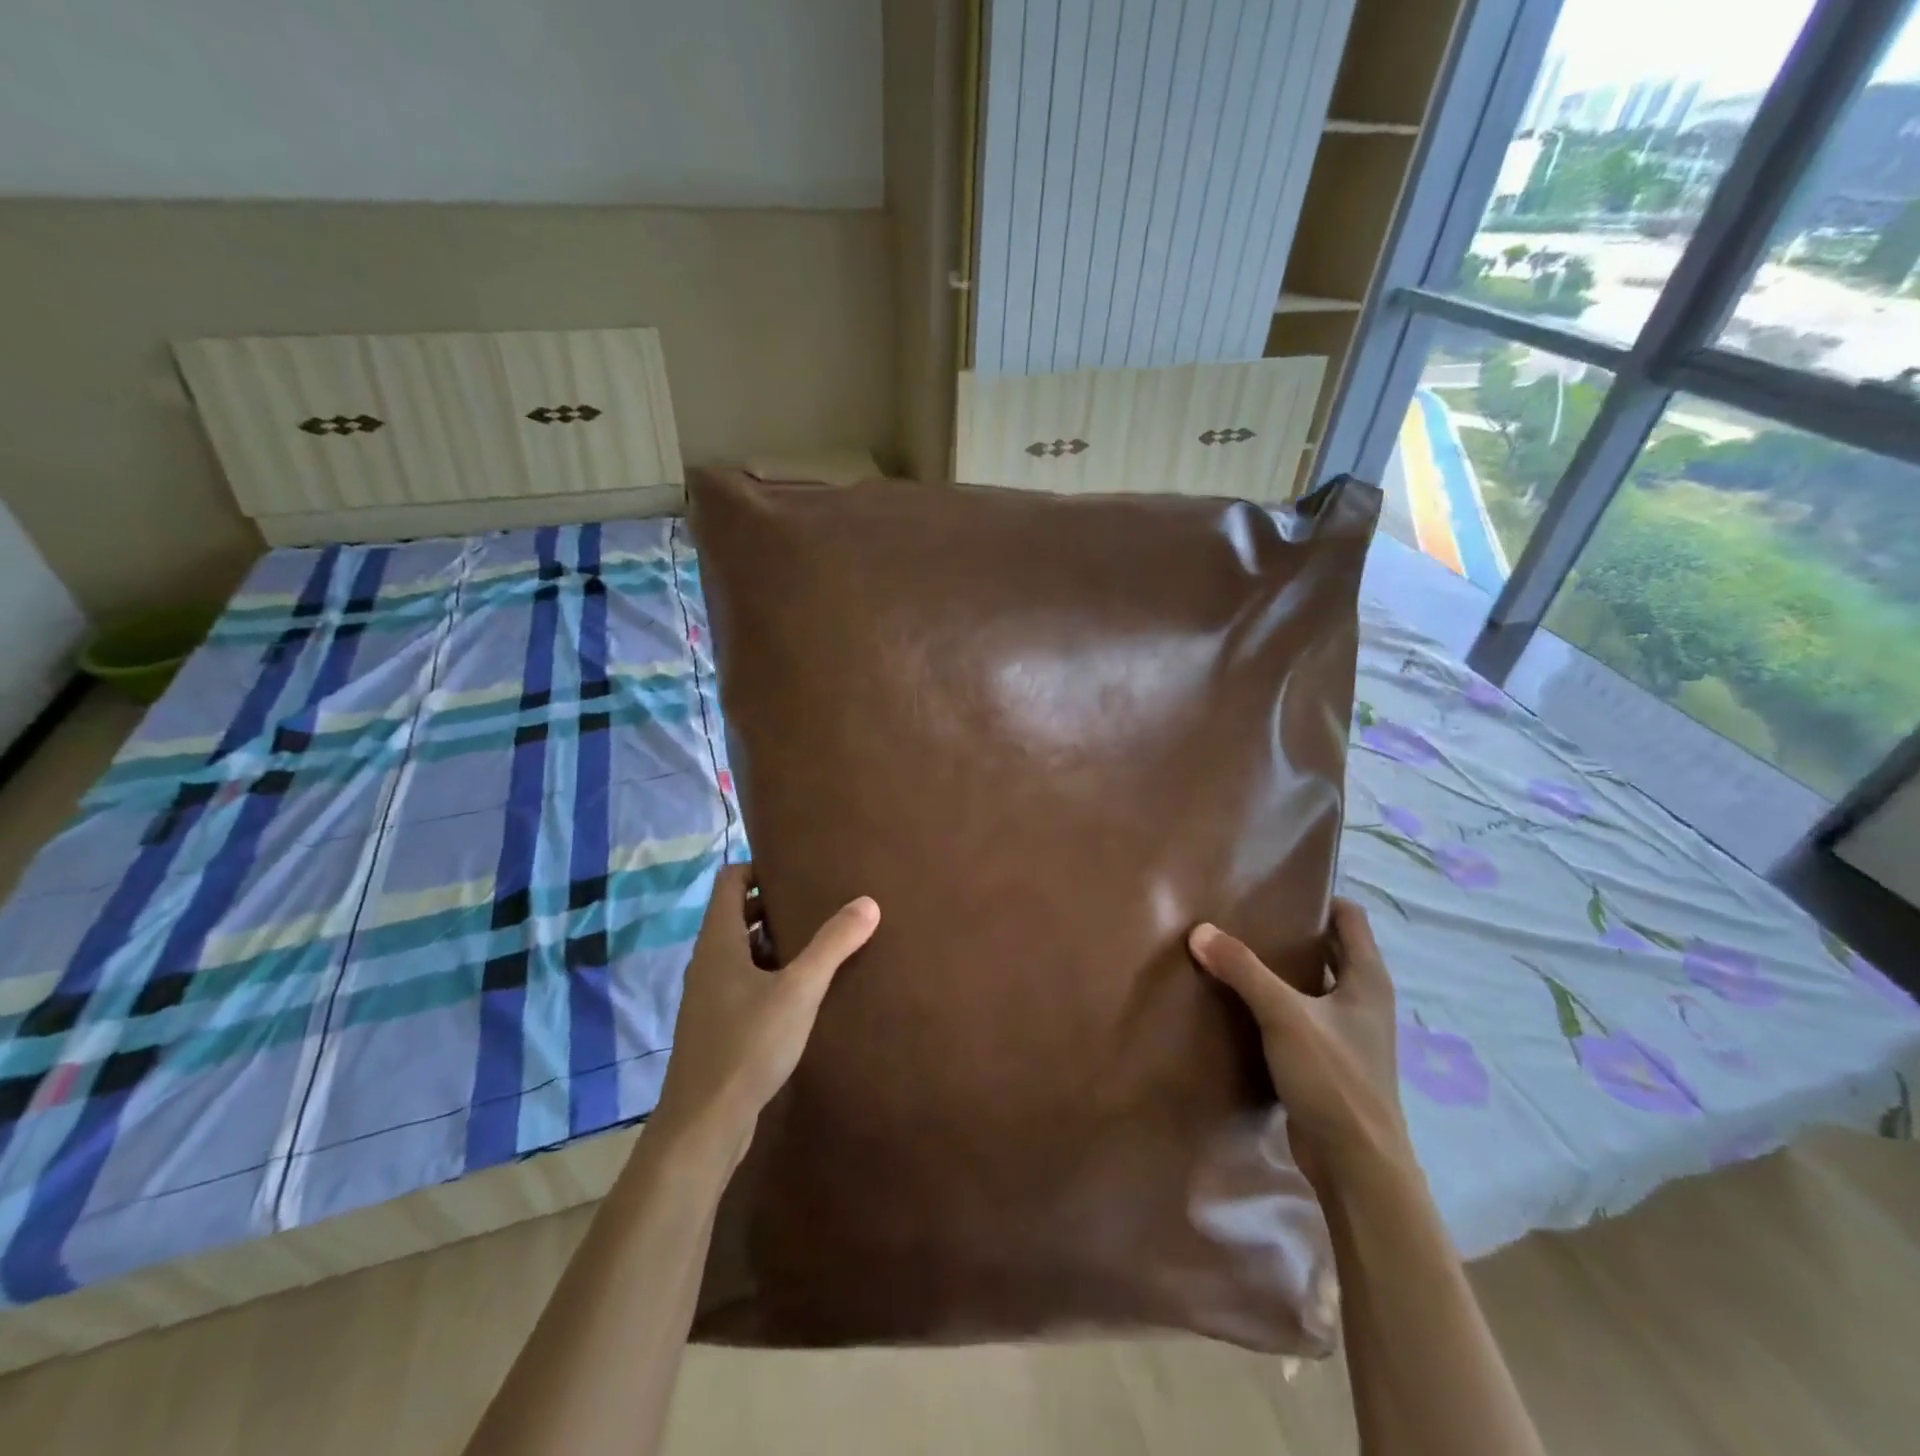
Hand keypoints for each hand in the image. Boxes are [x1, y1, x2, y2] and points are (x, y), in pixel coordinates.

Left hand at [651, 864, 878, 1162]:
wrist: (704, 1124)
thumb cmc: (748, 1045)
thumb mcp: (799, 990)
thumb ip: (833, 944)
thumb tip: (868, 902)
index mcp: (718, 942)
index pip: (729, 881)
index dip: (758, 868)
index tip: (796, 869)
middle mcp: (707, 962)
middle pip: (736, 915)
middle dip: (773, 904)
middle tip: (817, 902)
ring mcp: (709, 996)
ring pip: (741, 952)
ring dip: (773, 941)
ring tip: (817, 941)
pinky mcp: (717, 1026)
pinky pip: (743, 982)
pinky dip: (769, 973)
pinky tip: (802, 991)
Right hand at [1188, 899, 1407, 1180]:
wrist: (1357, 1165)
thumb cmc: (1334, 1078)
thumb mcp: (1285, 1016)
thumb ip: (1243, 970)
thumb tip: (1199, 931)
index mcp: (1367, 979)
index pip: (1349, 918)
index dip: (1319, 897)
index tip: (1276, 886)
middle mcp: (1361, 1000)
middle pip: (1328, 949)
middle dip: (1291, 931)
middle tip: (1243, 914)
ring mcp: (1346, 1032)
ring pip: (1310, 984)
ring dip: (1279, 969)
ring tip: (1233, 950)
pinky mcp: (1327, 1060)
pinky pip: (1298, 1016)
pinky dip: (1274, 1002)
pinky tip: (1239, 1000)